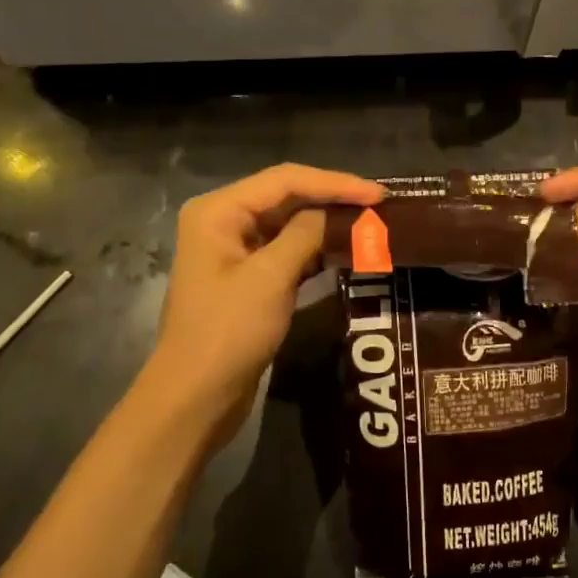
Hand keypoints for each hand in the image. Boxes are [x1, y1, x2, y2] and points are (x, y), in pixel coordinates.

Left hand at [138, 163, 381, 452]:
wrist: (196, 397)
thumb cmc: (228, 332)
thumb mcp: (270, 278)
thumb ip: (306, 234)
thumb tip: (338, 213)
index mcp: (218, 211)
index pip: (285, 180)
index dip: (335, 183)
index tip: (379, 194)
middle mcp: (223, 221)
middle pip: (287, 196)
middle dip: (333, 199)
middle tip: (381, 206)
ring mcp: (234, 250)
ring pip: (289, 223)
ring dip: (328, 223)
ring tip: (372, 223)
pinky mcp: (247, 277)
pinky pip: (287, 250)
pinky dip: (316, 248)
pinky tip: (347, 250)